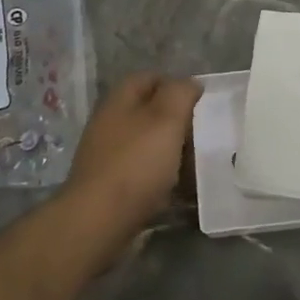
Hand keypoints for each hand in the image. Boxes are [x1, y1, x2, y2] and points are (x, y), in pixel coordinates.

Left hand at [63, 72, 201, 237]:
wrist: (98, 221)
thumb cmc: (136, 164)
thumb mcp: (166, 119)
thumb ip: (180, 93)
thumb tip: (189, 83)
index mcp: (120, 100)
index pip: (149, 78)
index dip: (175, 85)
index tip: (200, 103)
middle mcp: (109, 123)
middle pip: (148, 112)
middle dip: (176, 121)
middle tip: (201, 135)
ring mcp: (106, 155)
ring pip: (146, 143)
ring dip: (170, 151)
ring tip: (194, 164)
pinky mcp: (108, 185)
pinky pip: (141, 172)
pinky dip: (159, 177)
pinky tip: (176, 190)